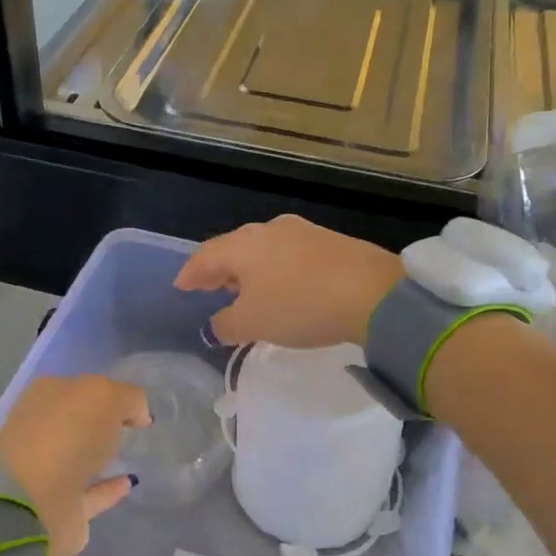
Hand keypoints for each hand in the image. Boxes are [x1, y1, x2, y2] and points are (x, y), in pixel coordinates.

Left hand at [0, 375, 150, 555]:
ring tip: (132, 454)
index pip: (78, 388)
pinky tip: (130, 482)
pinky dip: (107, 489)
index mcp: (44, 396)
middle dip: (98, 423)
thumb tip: (137, 414)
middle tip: (131, 428)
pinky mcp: (56, 508)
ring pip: (78, 458)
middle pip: (75, 422)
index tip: (133, 405)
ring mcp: (45, 471)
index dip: (105, 392)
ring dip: (100, 457)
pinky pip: (88, 493)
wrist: (33, 502)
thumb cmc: (67, 434)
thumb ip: (128, 398)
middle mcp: (41, 430)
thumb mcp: (106, 396)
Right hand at [175, 215, 403, 348]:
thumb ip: (227, 324)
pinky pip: (289, 255)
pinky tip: (282, 287)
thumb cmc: (301, 306)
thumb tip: (215, 325)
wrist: (374, 293)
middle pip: (234, 248)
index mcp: (243, 245)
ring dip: (249, 270)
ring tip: (244, 290)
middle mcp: (269, 230)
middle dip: (220, 270)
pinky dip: (276, 270)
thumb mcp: (255, 324)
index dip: (190, 273)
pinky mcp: (330, 242)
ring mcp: (303, 232)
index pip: (205, 256)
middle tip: (209, 288)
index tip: (181, 286)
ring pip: (263, 250)